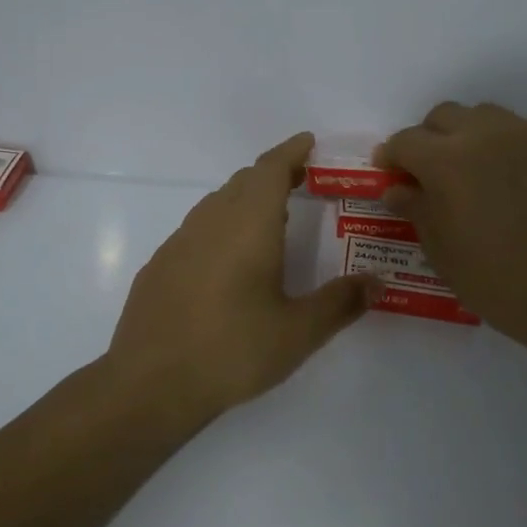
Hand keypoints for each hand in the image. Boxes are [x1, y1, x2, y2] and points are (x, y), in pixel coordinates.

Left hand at [108, 133, 374, 427]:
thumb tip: (377, 282)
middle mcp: (210, 222)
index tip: (308, 141)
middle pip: (243, 182)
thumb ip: (341, 302)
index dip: (291, 151)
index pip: (270, 170)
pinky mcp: (159, 266)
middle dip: (273, 174)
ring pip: (217, 204)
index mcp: (247, 225)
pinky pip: (197, 229)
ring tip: (270, 218)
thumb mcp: (298, 332)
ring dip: (245, 199)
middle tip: (301, 180)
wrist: (150, 384)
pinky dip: (221, 226)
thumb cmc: (232, 351)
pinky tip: (228, 260)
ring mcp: (178, 243)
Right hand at [378, 102, 526, 351]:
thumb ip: (417, 210)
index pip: (406, 141)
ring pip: (490, 117)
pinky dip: (514, 151)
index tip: (392, 175)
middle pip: (446, 116)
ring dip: (473, 138)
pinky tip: (522, 187)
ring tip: (480, 174)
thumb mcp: (443, 252)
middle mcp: (489, 134)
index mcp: (448, 160)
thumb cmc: (499, 282)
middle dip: (431, 139)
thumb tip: (398, 189)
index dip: (392, 157)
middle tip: (433, 173)